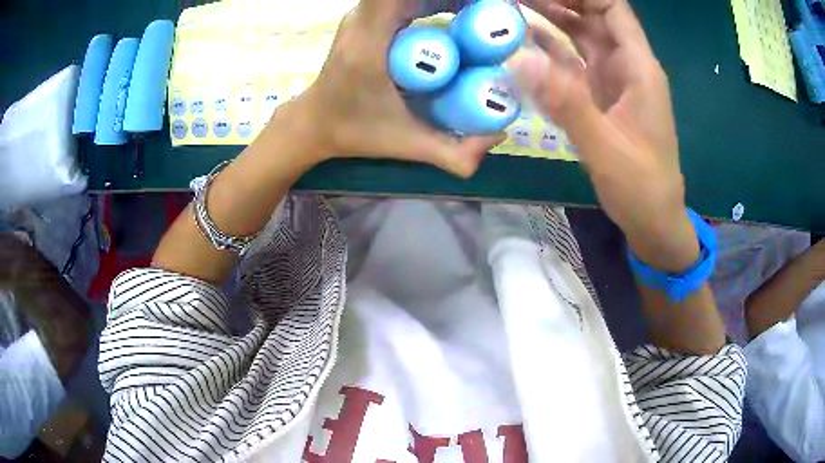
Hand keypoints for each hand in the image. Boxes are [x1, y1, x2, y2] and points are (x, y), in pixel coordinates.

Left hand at [296, 0, 503, 177]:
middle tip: (494, 11)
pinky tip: (460, 11)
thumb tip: (500, 135)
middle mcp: (363, 19)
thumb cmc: (355, 131)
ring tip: (482, 11)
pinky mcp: (367, 16)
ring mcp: (363, 14)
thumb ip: (453, 153)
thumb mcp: (406, 145)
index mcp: (369, 44)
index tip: (483, 8)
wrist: (315, 122)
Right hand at [511, 0, 698, 270]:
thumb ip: (565, 102)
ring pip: (583, 36)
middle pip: (594, 16)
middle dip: (559, 0)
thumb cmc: (640, 186)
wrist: (654, 220)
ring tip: (514, 8)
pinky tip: (526, 43)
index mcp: (638, 69)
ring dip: (552, 19)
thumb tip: (517, 59)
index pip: (613, 9)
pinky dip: (553, 50)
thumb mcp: (605, 147)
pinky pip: (576, 62)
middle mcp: (627, 67)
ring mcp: (614, 81)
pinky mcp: (602, 98)